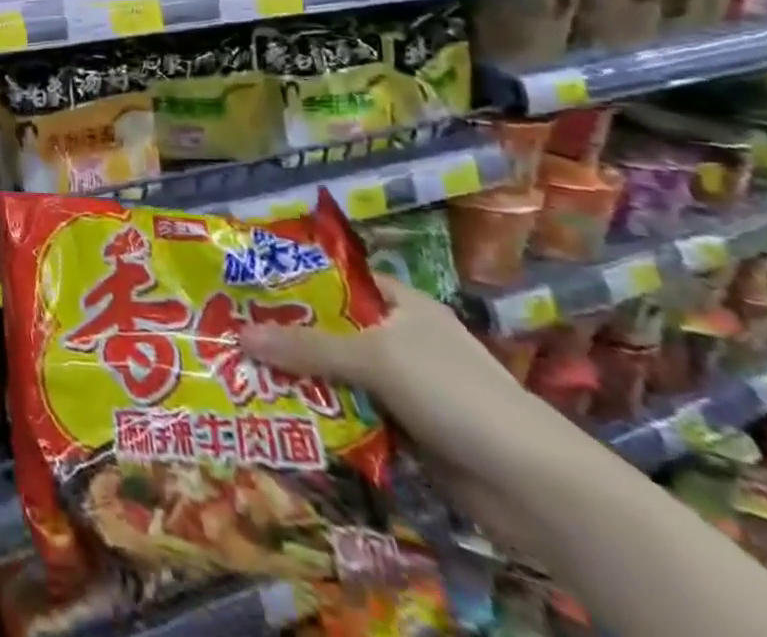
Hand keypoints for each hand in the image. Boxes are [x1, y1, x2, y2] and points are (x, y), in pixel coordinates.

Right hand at [239, 275, 535, 479]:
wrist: (535, 487)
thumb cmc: (454, 393)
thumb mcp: (373, 358)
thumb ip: (306, 348)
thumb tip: (239, 336)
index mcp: (401, 304)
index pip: (336, 280)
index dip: (293, 280)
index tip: (245, 286)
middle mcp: (401, 339)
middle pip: (331, 329)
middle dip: (287, 335)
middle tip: (231, 332)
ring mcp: (405, 387)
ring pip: (338, 374)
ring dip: (301, 379)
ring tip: (244, 374)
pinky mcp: (406, 430)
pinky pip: (352, 413)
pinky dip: (324, 415)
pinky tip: (284, 414)